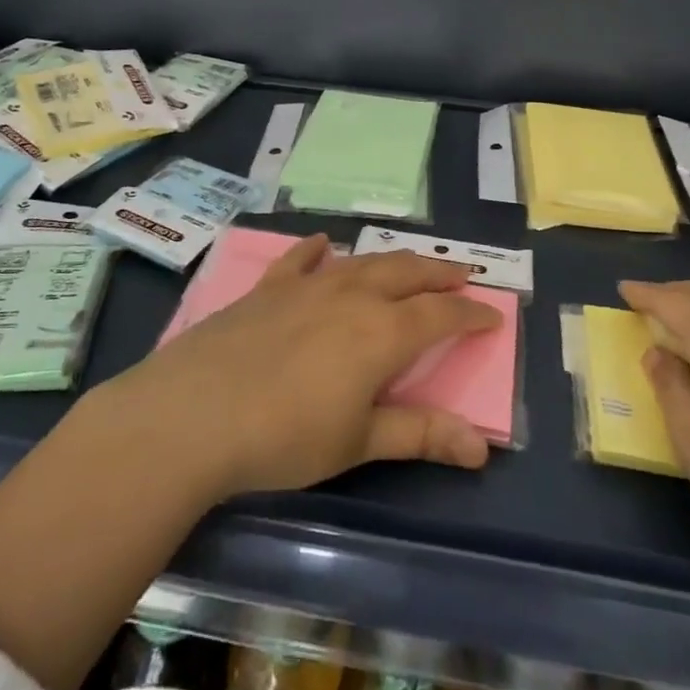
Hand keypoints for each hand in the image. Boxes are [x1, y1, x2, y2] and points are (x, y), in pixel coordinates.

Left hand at [100, 234, 501, 500]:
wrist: (196, 412)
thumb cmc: (286, 436)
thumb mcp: (359, 442)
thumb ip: (420, 434)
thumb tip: (482, 446)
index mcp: (382, 332)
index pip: (440, 316)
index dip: (470, 315)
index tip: (493, 315)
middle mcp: (351, 296)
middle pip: (407, 274)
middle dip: (440, 274)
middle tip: (463, 275)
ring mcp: (307, 286)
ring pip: (362, 261)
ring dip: (393, 261)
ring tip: (410, 264)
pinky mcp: (268, 288)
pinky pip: (299, 259)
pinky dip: (318, 249)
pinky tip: (325, 244)